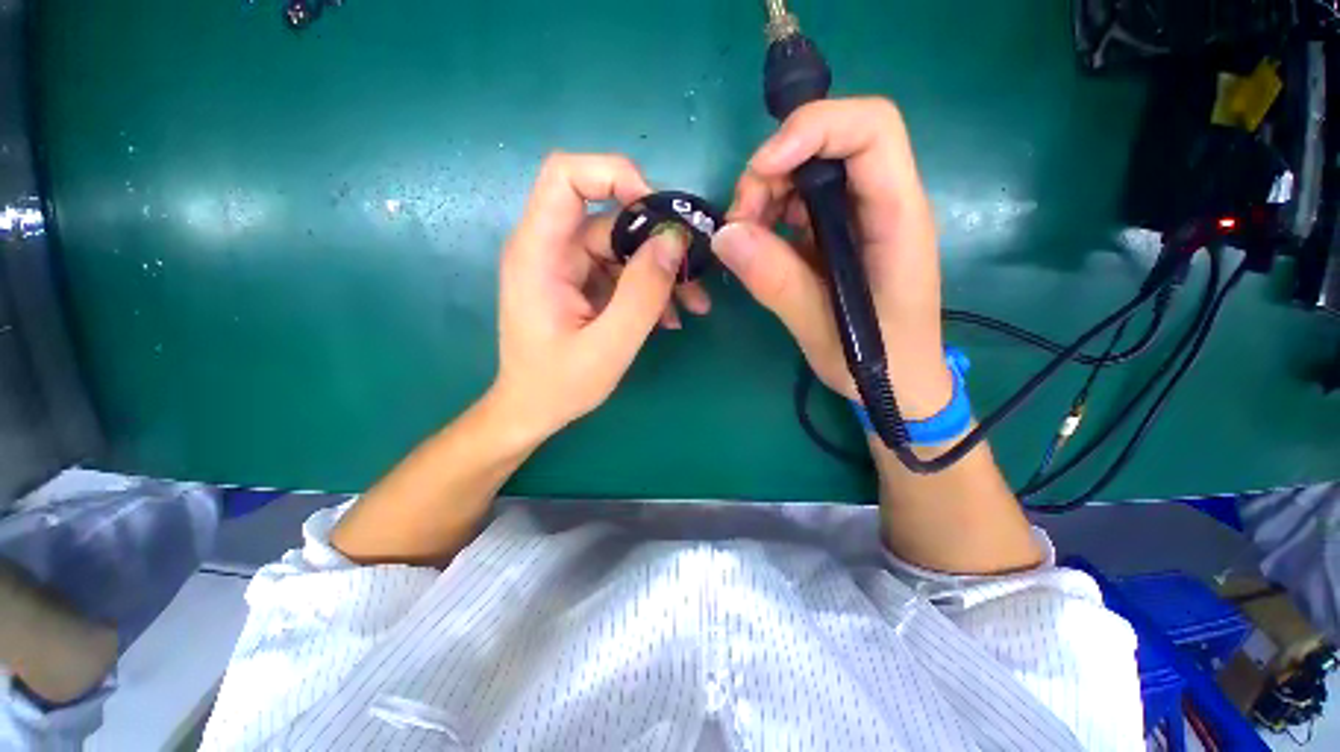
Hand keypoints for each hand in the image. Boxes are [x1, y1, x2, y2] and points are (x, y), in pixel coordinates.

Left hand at [490, 153, 709, 442]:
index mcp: (539, 253)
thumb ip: (642, 293)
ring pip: (623, 246)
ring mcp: (567, 266)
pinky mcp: (581, 283)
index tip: (659, 214)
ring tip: (693, 305)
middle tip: (693, 273)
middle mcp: (551, 248)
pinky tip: (671, 318)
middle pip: (609, 215)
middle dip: (657, 240)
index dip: (615, 176)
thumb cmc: (560, 385)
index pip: (566, 176)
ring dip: (661, 271)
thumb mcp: (609, 346)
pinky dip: (649, 288)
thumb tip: (674, 240)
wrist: (533, 411)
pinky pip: (621, 271)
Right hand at [713, 98, 951, 416]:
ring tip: (743, 239)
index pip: (871, 130)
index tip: (761, 171)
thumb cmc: (878, 362)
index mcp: (897, 219)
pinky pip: (801, 204)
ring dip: (766, 194)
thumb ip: (776, 282)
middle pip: (830, 144)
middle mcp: (882, 205)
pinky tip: (758, 247)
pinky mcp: (840, 234)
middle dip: (774, 171)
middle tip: (739, 221)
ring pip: (809, 172)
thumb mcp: (822, 329)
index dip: (813, 129)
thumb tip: (724, 235)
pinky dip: (770, 215)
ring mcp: (860, 218)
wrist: (901, 383)